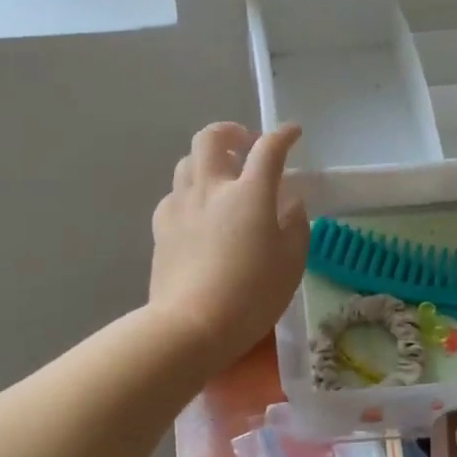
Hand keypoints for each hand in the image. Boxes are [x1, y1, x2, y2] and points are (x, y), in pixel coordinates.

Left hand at [149, 122, 309, 367]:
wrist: (191, 325)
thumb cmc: (252, 295)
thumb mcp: (291, 263)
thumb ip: (295, 225)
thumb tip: (290, 202)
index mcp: (249, 194)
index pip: (268, 149)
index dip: (283, 135)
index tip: (293, 133)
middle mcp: (212, 188)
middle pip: (212, 137)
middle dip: (230, 131)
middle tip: (244, 145)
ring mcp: (181, 205)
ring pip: (187, 161)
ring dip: (207, 160)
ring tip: (221, 178)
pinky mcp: (161, 227)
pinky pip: (174, 194)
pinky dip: (189, 192)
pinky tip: (198, 212)